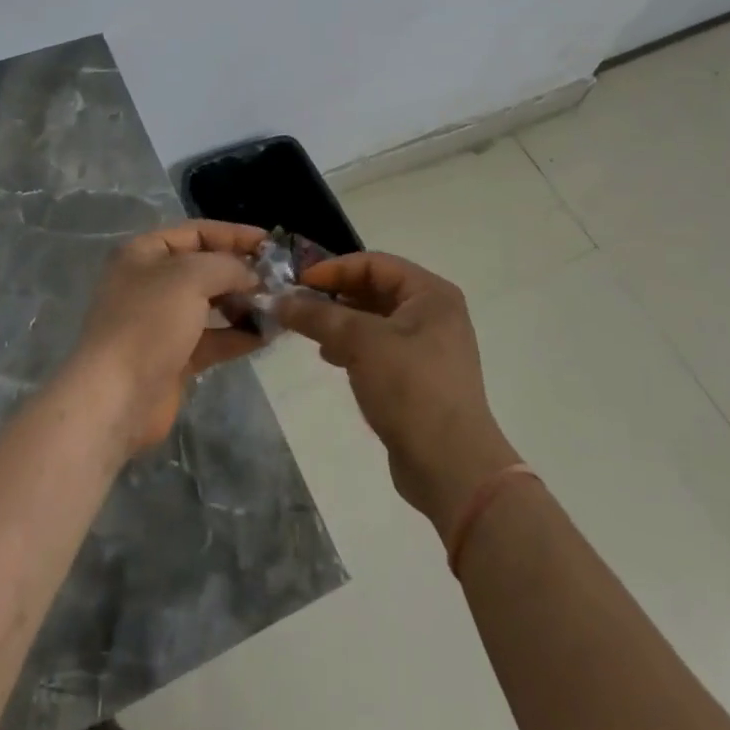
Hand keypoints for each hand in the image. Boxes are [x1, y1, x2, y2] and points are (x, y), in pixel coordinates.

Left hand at [72, 221, 265, 454]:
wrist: (116, 397)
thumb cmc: (149, 322)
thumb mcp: (191, 277)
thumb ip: (228, 266)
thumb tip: (253, 276)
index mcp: (144, 253)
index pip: (197, 232)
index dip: (234, 234)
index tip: (271, 243)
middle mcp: (151, 283)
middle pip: (205, 268)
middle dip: (242, 272)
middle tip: (281, 279)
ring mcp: (161, 322)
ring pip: (211, 305)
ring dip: (244, 304)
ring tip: (280, 307)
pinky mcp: (174, 357)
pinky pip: (213, 338)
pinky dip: (238, 335)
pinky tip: (268, 335)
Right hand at [277, 252, 520, 530]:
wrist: (451, 466)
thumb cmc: (410, 388)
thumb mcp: (360, 342)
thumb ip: (318, 315)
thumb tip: (278, 300)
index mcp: (430, 293)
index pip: (374, 263)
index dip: (334, 269)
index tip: (297, 284)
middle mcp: (434, 313)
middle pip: (375, 289)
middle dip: (335, 296)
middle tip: (298, 308)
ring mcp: (428, 347)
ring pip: (374, 321)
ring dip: (341, 323)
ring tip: (311, 336)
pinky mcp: (419, 378)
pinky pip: (379, 348)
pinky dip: (353, 347)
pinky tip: (331, 359)